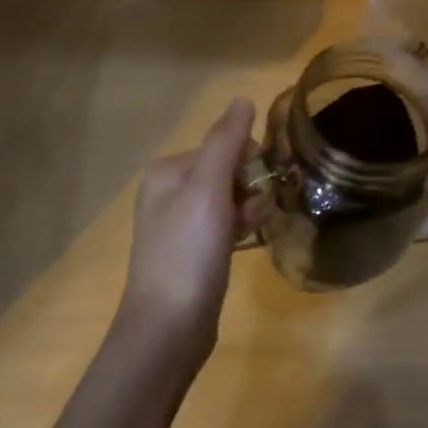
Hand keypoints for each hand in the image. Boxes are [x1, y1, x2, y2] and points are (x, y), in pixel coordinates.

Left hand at [118, 97, 255, 360]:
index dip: (248, 161)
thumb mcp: (208, 189)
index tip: (261, 184)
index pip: (221, 145)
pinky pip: (225, 225)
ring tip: (253, 230)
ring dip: (249, 208)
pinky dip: (241, 228)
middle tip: (255, 213)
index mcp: (167, 171)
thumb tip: (243, 99)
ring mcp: (179, 224)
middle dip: (249, 187)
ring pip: (229, 199)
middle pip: (226, 171)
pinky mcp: (192, 252)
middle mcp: (168, 192)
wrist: (168, 329)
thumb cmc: (188, 252)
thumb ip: (226, 141)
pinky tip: (249, 242)